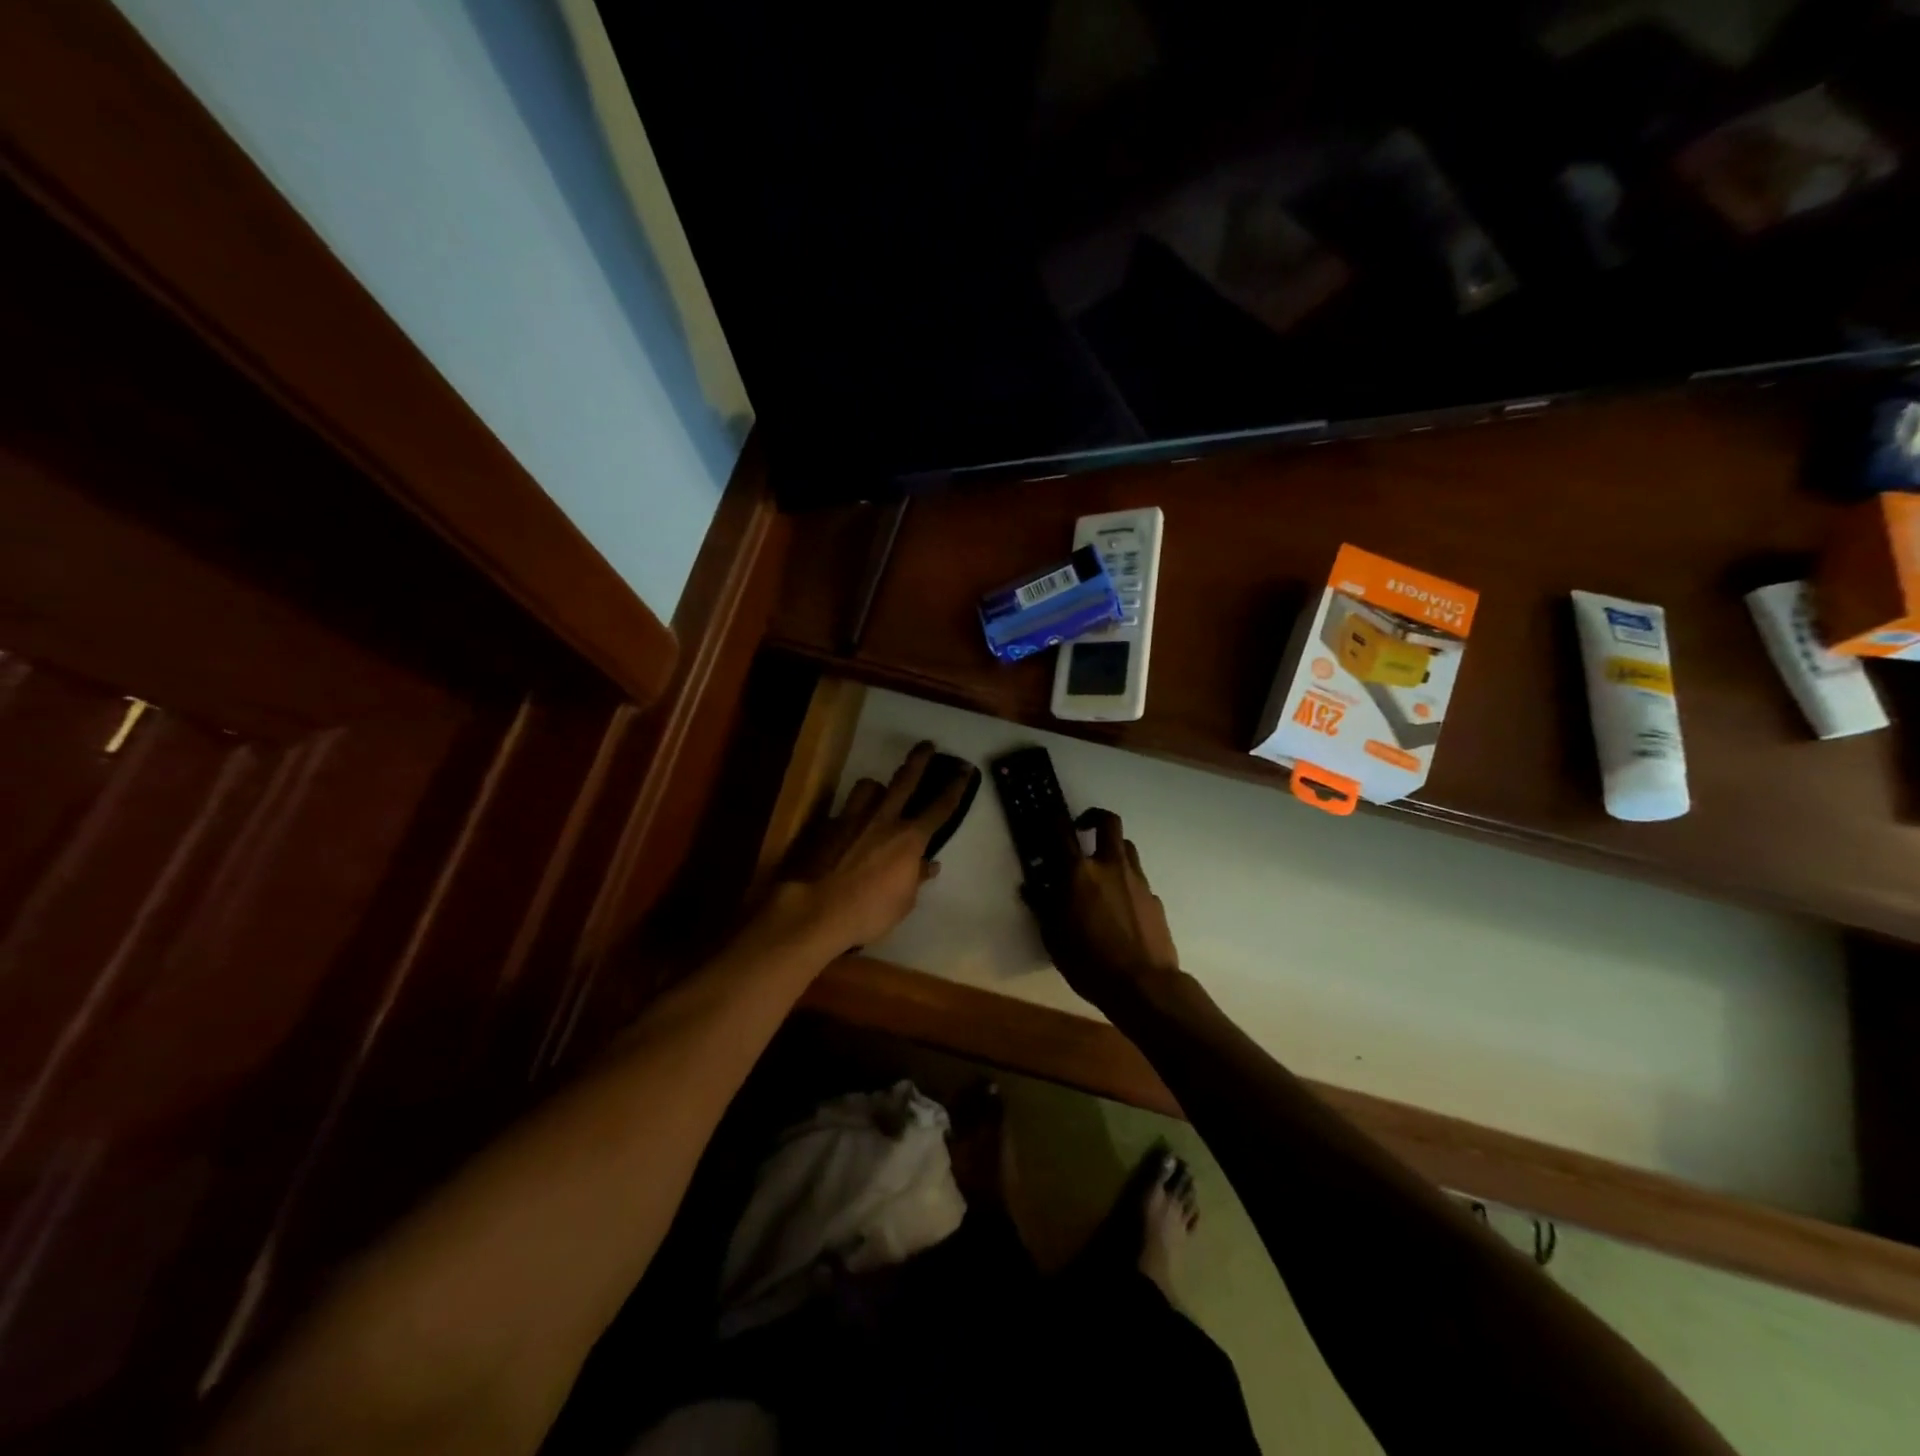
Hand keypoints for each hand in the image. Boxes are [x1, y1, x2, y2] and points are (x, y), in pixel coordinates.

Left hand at [774, 741, 973, 955]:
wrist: (816, 909)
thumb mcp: (903, 902)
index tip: (964, 770)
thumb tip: (929, 865)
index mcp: (909, 838)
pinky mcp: (829, 826)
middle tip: (927, 744)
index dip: (955, 787)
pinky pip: (846, 810)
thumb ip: (916, 878)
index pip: (940, 808)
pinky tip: (849, 826)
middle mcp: (884, 819)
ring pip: (869, 786)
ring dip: (877, 786)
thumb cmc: (868, 912)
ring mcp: (853, 818)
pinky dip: (852, 814)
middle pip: (905, 780)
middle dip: (919, 760)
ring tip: (878, 791)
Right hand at [1023, 808, 1181, 1012]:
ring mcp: (1137, 880)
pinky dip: (1126, 881)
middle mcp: (1110, 866)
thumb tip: (1031, 888)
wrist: (1144, 985)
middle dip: (1094, 818)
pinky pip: (1138, 878)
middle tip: (1083, 829)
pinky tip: (1120, 905)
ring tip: (1102, 867)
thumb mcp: (1053, 938)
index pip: (1061, 832)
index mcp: (1079, 873)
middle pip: (1108, 823)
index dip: (1053, 819)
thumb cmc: (1089, 962)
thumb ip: (1042, 907)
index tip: (1048, 817)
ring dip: (1112, 848)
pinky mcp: (1154, 898)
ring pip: (1127, 847)